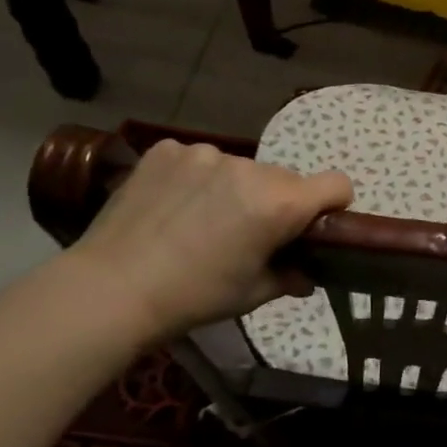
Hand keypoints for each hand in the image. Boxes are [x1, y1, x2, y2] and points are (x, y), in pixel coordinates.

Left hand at [64, 140, 352, 342]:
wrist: (110, 288)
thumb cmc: (193, 297)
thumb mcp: (252, 294)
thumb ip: (291, 276)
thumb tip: (306, 274)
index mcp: (279, 203)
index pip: (337, 184)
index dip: (333, 206)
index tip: (312, 227)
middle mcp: (249, 168)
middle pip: (285, 178)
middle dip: (278, 202)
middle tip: (248, 234)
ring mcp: (205, 154)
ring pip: (242, 169)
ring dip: (236, 189)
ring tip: (201, 222)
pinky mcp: (167, 150)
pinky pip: (199, 160)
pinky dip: (197, 179)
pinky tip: (172, 207)